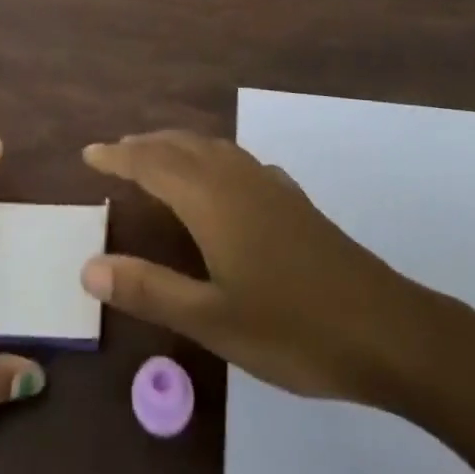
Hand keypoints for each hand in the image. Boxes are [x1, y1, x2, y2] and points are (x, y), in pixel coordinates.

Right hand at [81, 131, 473, 404]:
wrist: (385, 327)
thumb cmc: (292, 327)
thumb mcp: (213, 319)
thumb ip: (150, 290)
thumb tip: (89, 266)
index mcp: (212, 199)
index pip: (153, 164)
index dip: (119, 157)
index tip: (89, 153)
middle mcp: (237, 179)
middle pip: (182, 146)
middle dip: (146, 146)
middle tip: (116, 152)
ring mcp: (269, 186)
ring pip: (213, 149)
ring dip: (178, 146)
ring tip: (157, 157)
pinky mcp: (292, 200)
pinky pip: (238, 161)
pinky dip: (212, 158)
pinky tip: (221, 180)